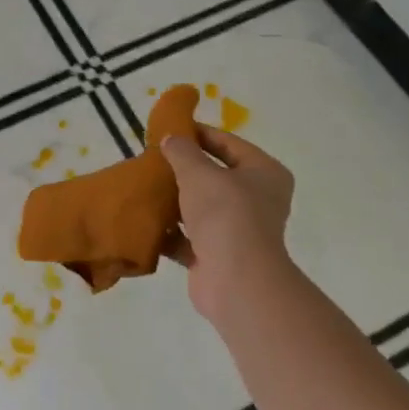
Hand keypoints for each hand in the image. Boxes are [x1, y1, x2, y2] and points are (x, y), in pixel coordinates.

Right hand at [160, 126, 295, 321]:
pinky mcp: (216, 256)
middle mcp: (257, 200)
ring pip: (200, 208)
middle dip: (183, 170)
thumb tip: (171, 138)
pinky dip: (169, 231)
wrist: (235, 279)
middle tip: (151, 158)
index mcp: (264, 173)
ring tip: (143, 186)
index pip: (230, 144)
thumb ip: (182, 152)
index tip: (169, 130)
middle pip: (215, 177)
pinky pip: (188, 237)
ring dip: (174, 200)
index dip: (200, 134)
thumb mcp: (199, 173)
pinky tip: (143, 220)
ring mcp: (237, 230)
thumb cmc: (225, 214)